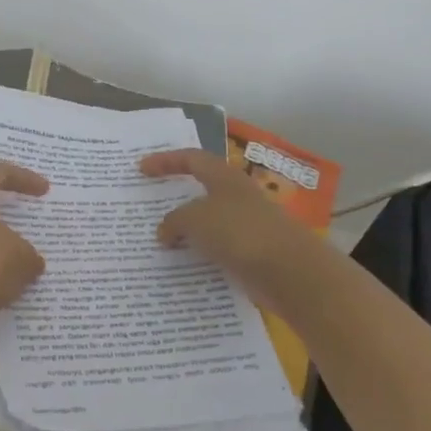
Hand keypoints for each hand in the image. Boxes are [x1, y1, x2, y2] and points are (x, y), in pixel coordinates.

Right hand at [140, 149, 324, 313]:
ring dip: (187, 229)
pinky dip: (200, 253)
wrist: (289, 271)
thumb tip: (164, 233)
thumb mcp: (194, 220)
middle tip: (151, 205)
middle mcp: (237, 196)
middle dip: (176, 197)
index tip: (141, 169)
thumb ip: (173, 222)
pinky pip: (218, 247)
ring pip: (209, 221)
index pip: (191, 159)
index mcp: (224, 178)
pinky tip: (185, 265)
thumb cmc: (238, 232)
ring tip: (162, 241)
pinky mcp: (252, 252)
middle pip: (202, 189)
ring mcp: (247, 225)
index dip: (165, 161)